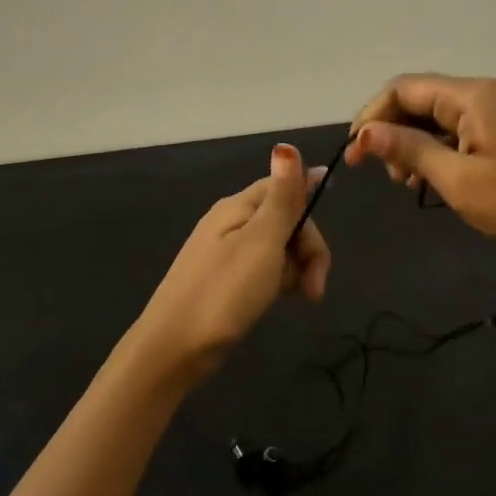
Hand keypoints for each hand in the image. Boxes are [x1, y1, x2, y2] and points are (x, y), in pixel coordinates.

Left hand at [133, 144, 330, 372]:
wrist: (174, 349)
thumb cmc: (223, 293)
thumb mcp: (261, 241)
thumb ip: (281, 197)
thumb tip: (287, 146)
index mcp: (237, 207)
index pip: (285, 189)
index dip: (310, 213)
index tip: (321, 250)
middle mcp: (230, 223)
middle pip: (285, 220)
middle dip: (307, 250)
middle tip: (314, 290)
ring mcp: (225, 253)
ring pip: (277, 248)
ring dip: (295, 270)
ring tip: (297, 298)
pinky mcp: (224, 280)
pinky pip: (262, 269)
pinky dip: (276, 282)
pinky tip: (275, 300)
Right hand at [348, 73, 495, 265]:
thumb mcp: (459, 180)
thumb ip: (410, 150)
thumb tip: (365, 133)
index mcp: (473, 95)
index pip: (404, 88)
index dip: (372, 117)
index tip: (354, 156)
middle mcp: (486, 93)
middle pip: (422, 99)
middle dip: (393, 131)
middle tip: (384, 175)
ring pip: (440, 117)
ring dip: (415, 144)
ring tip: (408, 183)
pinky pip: (462, 131)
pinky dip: (440, 151)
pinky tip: (435, 180)